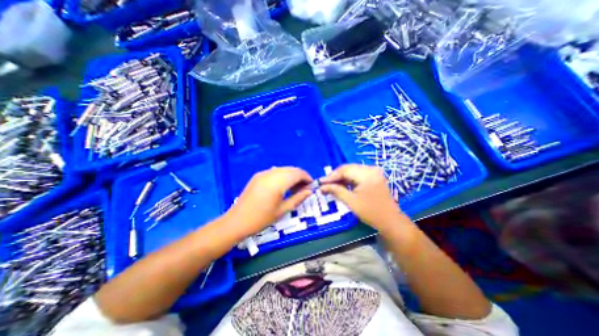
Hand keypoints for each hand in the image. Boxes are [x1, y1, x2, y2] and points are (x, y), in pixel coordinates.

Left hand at [229, 166, 313, 234]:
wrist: (237, 221)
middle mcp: (271, 174)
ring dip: (292, 175)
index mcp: (277, 182)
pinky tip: (283, 186)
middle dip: (300, 176)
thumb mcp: (282, 210)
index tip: (311, 186)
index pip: (297, 173)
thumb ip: (298, 198)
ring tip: (294, 188)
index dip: (307, 178)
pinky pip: (275, 171)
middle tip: (304, 188)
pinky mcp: (258, 176)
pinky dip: (283, 176)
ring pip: (283, 169)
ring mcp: (263, 173)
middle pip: (291, 169)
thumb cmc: (261, 219)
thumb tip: (310, 191)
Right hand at [318, 164, 406, 231]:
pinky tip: (342, 185)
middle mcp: (371, 169)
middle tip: (324, 184)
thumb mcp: (351, 201)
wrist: (390, 221)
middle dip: (335, 176)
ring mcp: (374, 172)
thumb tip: (321, 187)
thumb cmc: (371, 212)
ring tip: (331, 185)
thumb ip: (336, 191)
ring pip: (352, 171)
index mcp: (367, 174)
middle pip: (348, 168)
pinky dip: (349, 179)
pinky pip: (357, 174)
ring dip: (341, 178)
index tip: (320, 182)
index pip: (344, 170)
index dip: (331, 176)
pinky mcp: (374, 176)